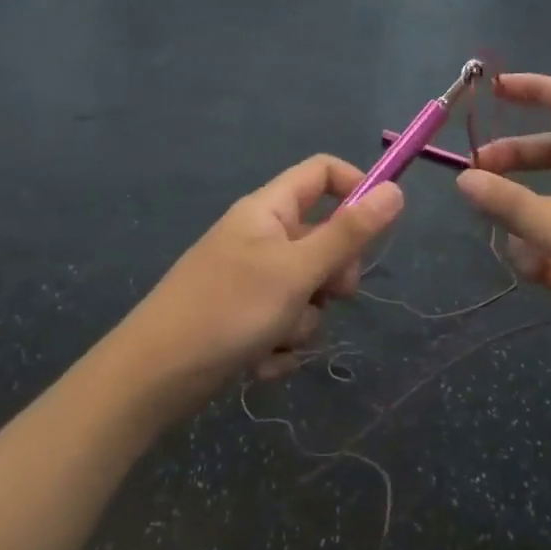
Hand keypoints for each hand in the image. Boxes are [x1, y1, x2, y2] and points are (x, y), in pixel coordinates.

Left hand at [105, 157, 402, 413]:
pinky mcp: (244, 318)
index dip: (356, 189)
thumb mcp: (298, 270)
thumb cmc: (229, 309)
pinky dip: (280, 345)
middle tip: (327, 296)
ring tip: (276, 339)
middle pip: (323, 239)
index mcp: (269, 210)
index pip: (322, 173)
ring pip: (308, 291)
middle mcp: (261, 237)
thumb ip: (349, 233)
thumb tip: (396, 190)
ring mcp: (251, 279)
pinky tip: (259, 363)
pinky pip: (285, 323)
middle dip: (332, 276)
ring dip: (303, 322)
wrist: (154, 376)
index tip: (380, 225)